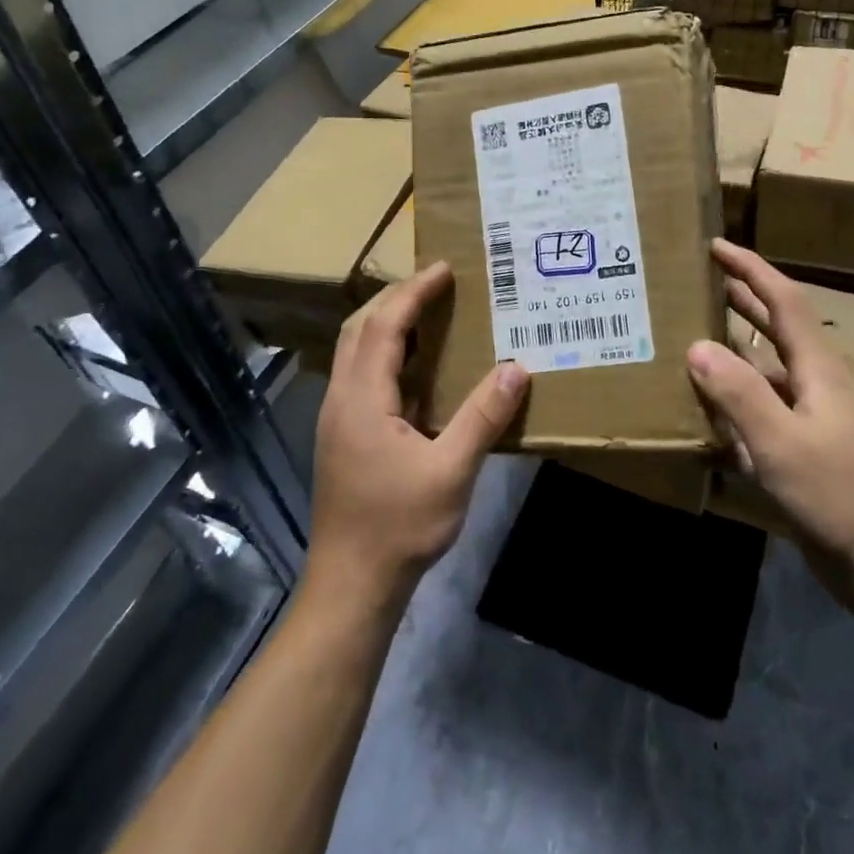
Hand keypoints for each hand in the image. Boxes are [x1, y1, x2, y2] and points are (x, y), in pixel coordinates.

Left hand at [308, 261, 528, 604]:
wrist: (352, 583)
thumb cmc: (400, 526)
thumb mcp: (451, 471)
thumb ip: (483, 417)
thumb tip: (516, 368)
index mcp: (362, 398)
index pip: (385, 326)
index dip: (414, 293)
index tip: (444, 269)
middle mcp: (342, 399)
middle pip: (359, 329)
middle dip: (395, 299)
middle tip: (436, 284)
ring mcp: (338, 418)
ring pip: (355, 352)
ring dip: (387, 324)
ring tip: (428, 314)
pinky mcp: (343, 437)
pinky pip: (361, 375)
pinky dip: (386, 353)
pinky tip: (416, 369)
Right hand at [687, 239, 853, 590]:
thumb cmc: (837, 496)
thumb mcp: (781, 443)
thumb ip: (739, 394)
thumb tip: (696, 346)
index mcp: (817, 369)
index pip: (783, 301)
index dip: (751, 269)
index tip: (717, 245)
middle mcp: (814, 383)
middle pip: (776, 326)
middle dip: (742, 297)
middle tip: (701, 279)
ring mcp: (810, 417)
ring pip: (766, 368)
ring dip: (735, 347)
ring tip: (693, 334)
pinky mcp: (802, 447)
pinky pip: (761, 407)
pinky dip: (734, 396)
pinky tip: (708, 408)